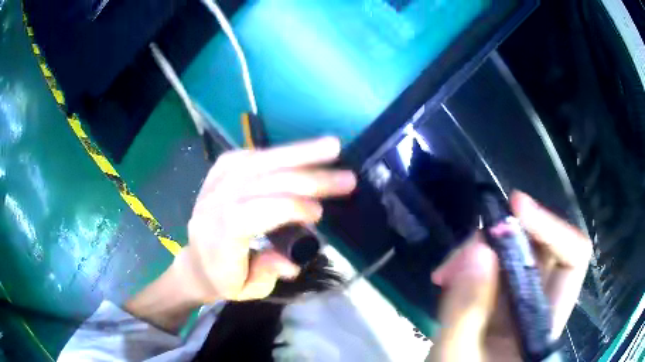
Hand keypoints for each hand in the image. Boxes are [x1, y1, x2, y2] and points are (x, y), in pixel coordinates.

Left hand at [173, 137, 355, 302]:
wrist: (196, 262)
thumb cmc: (223, 279)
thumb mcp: (246, 290)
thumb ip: (268, 273)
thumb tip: (291, 259)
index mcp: (218, 237)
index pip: (250, 213)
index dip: (287, 208)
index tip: (320, 213)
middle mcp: (214, 204)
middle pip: (260, 181)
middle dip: (307, 178)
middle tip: (346, 177)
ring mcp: (214, 184)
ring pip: (257, 161)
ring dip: (297, 153)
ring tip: (332, 147)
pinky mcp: (218, 173)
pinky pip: (248, 156)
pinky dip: (277, 153)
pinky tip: (299, 152)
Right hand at [428, 191, 591, 361]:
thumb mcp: (456, 355)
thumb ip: (467, 312)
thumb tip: (479, 250)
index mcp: (544, 325)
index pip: (572, 260)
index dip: (551, 227)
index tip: (515, 207)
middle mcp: (538, 307)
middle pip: (541, 249)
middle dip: (505, 236)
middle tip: (468, 246)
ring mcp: (517, 303)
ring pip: (513, 254)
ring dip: (481, 249)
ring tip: (446, 270)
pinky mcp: (497, 302)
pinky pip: (492, 267)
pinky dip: (470, 263)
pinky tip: (447, 276)